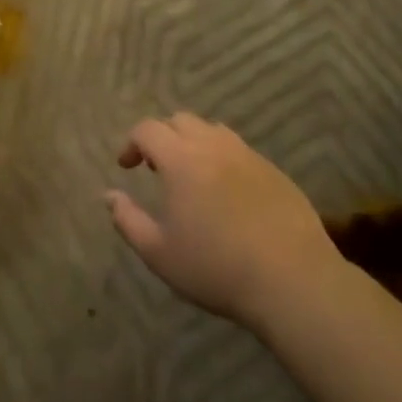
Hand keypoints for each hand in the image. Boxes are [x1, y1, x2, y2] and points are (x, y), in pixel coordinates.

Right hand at [105, 113, 343, 329]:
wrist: (292, 281)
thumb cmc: (215, 268)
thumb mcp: (158, 252)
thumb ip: (127, 220)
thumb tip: (109, 196)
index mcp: (181, 160)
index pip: (148, 129)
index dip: (131, 143)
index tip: (126, 167)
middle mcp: (214, 146)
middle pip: (180, 121)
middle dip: (162, 137)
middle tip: (157, 169)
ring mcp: (248, 156)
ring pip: (213, 131)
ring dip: (194, 143)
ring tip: (192, 176)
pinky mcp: (274, 171)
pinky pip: (240, 150)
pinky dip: (223, 158)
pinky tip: (227, 193)